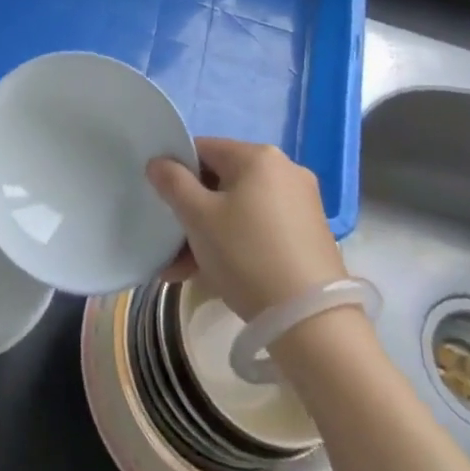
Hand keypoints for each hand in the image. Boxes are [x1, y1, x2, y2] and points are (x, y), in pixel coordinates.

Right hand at [147, 137, 346, 320]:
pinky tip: (213, 275)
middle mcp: (285, 170)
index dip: (176, 171)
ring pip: (239, 209)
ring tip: (183, 270)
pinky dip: (235, 243)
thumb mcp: (198, 217)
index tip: (161, 202)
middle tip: (169, 244)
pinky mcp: (309, 235)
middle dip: (191, 212)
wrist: (311, 321)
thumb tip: (158, 162)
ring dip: (208, 234)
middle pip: (221, 182)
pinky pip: (260, 228)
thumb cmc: (246, 255)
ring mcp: (301, 203)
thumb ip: (172, 182)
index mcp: (259, 156)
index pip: (203, 149)